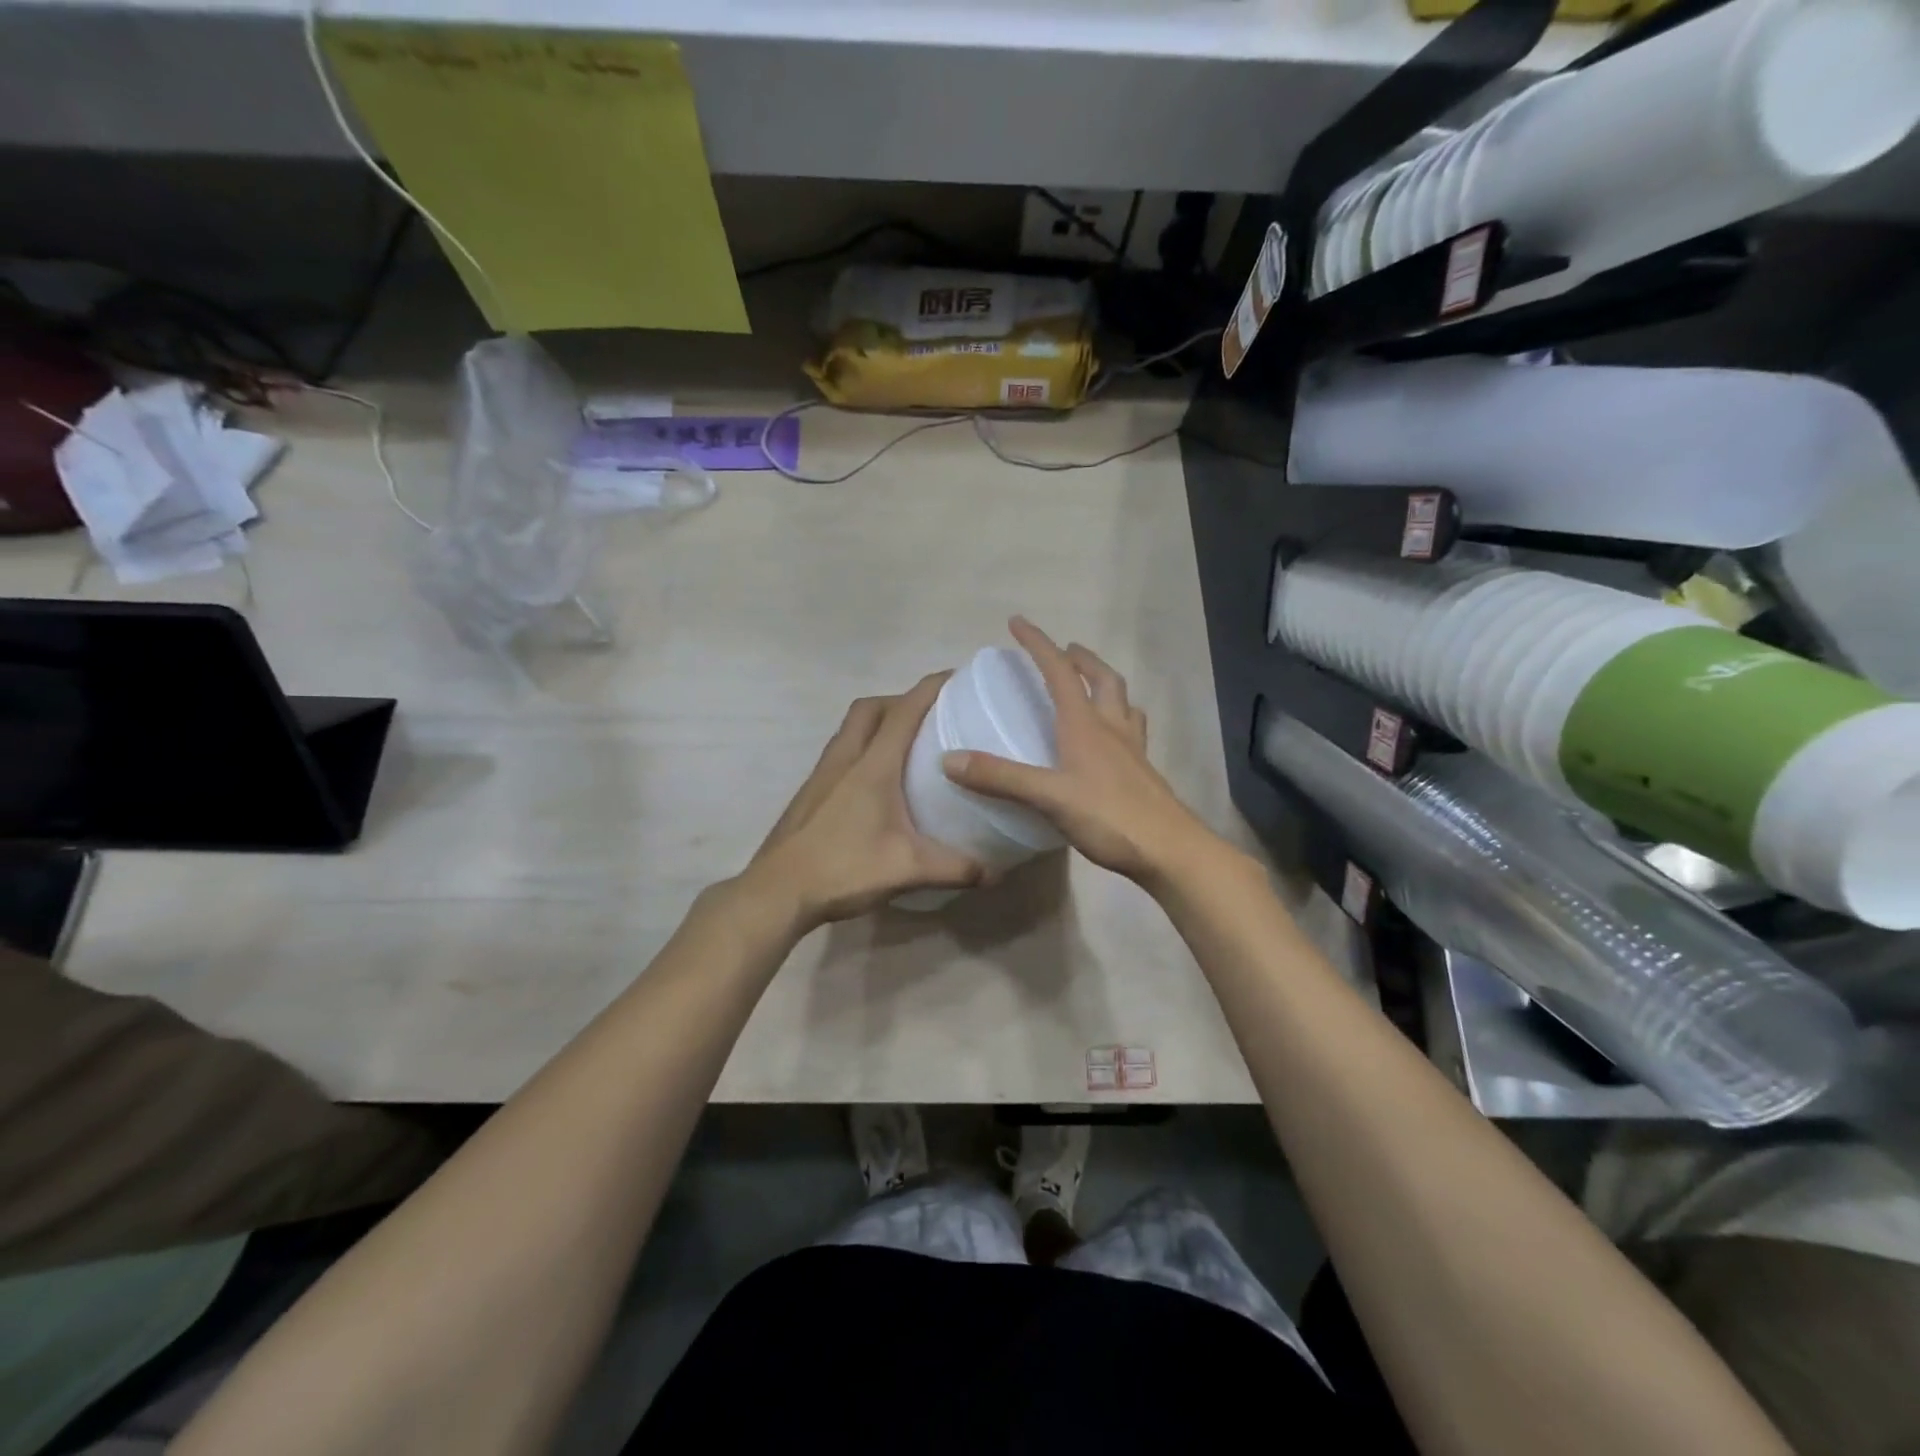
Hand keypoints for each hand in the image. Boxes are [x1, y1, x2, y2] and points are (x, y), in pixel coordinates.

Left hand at [742, 674, 985, 929]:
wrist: (777, 892)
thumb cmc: (844, 869)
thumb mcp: (909, 869)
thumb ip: (956, 868)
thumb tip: (995, 872)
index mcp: (872, 765)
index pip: (904, 711)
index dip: (931, 688)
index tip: (956, 677)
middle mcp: (844, 759)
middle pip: (870, 708)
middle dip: (900, 700)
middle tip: (930, 717)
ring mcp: (822, 774)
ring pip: (850, 728)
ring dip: (877, 723)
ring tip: (907, 745)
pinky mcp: (810, 792)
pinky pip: (840, 752)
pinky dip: (862, 748)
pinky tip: (877, 782)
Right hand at [941, 617, 1217, 885]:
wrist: (1169, 850)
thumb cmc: (1109, 817)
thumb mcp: (1047, 797)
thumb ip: (1000, 777)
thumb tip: (950, 759)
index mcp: (1085, 724)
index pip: (1058, 671)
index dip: (1038, 644)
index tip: (1017, 622)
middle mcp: (1112, 727)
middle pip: (1102, 678)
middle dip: (1081, 659)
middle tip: (1064, 651)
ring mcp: (1132, 750)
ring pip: (1122, 702)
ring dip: (1105, 684)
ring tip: (1090, 686)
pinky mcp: (1142, 772)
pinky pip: (1131, 731)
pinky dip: (1118, 719)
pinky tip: (1109, 740)